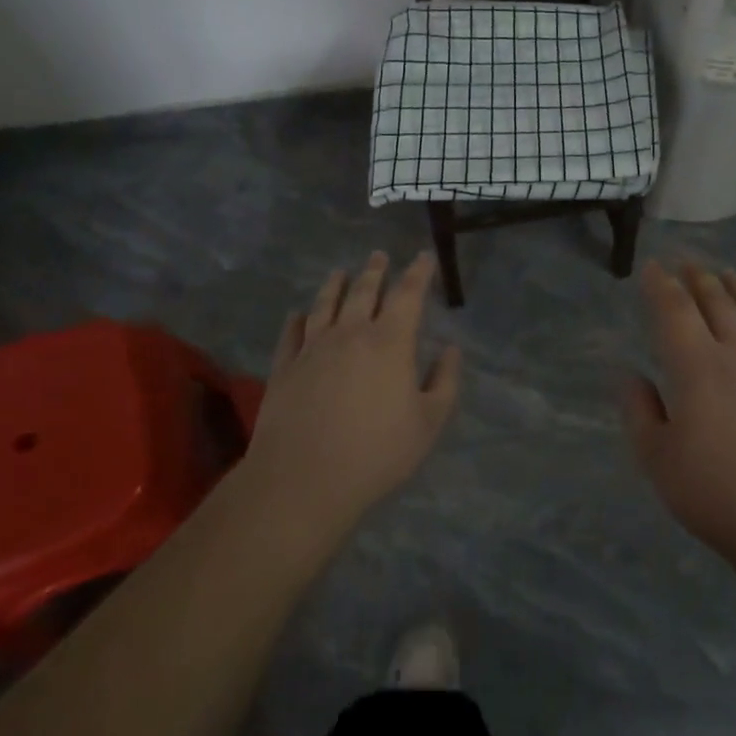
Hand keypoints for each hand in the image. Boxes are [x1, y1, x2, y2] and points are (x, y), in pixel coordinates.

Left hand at [246, 251, 460, 532]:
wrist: (303, 480)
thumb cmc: (376, 453)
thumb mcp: (428, 423)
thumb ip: (444, 382)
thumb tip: (451, 350)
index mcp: (390, 342)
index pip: (408, 294)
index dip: (418, 273)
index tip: (423, 257)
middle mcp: (350, 333)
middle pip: (364, 291)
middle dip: (375, 270)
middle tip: (379, 255)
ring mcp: (313, 347)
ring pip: (325, 304)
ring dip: (335, 284)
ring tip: (340, 271)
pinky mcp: (285, 367)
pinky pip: (292, 332)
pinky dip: (297, 319)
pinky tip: (298, 314)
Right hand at [622, 260, 735, 576]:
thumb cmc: (717, 493)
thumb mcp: (658, 460)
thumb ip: (639, 411)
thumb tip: (629, 374)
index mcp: (696, 366)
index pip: (675, 310)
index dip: (661, 285)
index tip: (652, 267)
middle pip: (716, 301)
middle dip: (698, 277)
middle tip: (686, 261)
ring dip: (735, 287)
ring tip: (725, 273)